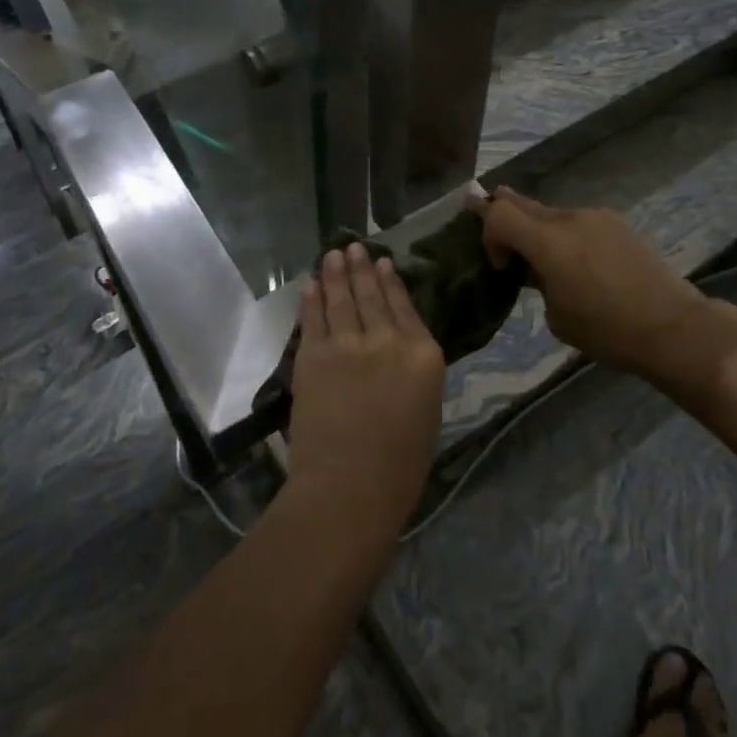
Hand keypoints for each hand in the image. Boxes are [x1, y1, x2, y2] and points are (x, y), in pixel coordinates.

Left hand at [287, 243, 444, 547]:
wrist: (349, 488)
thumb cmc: (400, 465)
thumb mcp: (425, 408)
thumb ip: (413, 369)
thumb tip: (397, 346)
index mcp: (423, 354)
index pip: (405, 306)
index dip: (391, 280)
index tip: (383, 261)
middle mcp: (387, 339)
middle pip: (371, 294)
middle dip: (361, 267)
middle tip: (353, 247)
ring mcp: (347, 344)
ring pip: (340, 298)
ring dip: (335, 273)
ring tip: (333, 254)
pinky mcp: (314, 356)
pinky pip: (313, 319)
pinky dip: (311, 299)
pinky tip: (311, 285)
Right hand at [472, 188, 736, 373]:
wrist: (673, 327)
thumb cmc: (607, 330)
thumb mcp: (557, 317)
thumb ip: (538, 282)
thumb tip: (538, 269)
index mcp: (548, 241)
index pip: (499, 213)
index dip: (488, 233)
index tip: (503, 265)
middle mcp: (569, 218)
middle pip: (521, 202)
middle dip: (502, 211)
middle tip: (481, 209)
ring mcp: (596, 217)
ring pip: (552, 213)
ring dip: (539, 228)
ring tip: (547, 259)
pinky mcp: (618, 223)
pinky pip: (578, 222)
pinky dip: (567, 234)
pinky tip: (580, 262)